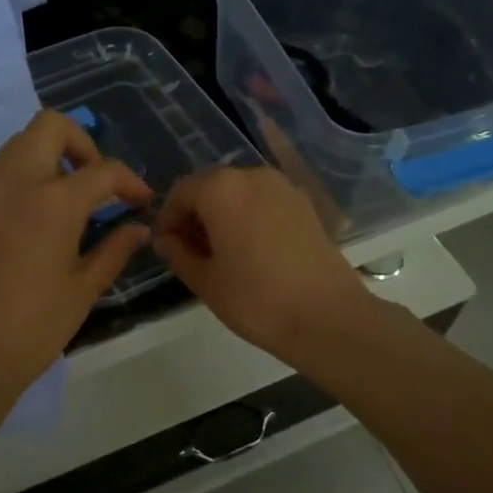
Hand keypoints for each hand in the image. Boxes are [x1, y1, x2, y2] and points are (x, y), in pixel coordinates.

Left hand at [0, 110, 152, 400]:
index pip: (102, 170)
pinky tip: (26, 228)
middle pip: (49, 126)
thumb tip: (138, 228)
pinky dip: (18, 186)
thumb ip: (115, 249)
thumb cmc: (35, 327)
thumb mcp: (84, 289)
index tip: (140, 201)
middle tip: (93, 182)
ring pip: (17, 147)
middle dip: (80, 144)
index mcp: (53, 203)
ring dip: (47, 160)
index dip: (130, 182)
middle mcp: (13, 183)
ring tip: (62, 203)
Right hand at [153, 166, 374, 365]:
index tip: (166, 246)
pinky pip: (264, 201)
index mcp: (221, 188)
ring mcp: (283, 187)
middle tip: (190, 251)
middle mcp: (252, 175)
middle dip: (195, 213)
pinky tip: (251, 250)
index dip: (168, 218)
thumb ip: (178, 253)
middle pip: (211, 186)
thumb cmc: (256, 299)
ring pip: (239, 192)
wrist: (327, 317)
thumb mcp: (205, 281)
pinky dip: (249, 216)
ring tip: (221, 253)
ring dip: (223, 214)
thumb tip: (166, 239)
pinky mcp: (305, 204)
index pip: (181, 191)